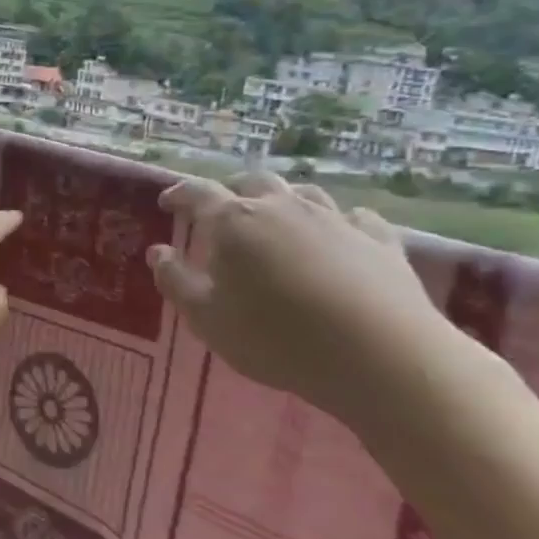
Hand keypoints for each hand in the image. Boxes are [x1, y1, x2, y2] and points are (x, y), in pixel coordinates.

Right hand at [148, 172, 457, 416]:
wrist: (380, 356)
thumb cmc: (275, 338)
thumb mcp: (206, 318)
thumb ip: (175, 281)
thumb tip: (158, 252)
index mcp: (233, 221)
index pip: (197, 192)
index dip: (179, 194)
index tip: (166, 202)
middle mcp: (282, 207)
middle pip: (252, 182)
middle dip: (231, 189)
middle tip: (220, 208)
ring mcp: (335, 219)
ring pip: (303, 193)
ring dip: (283, 200)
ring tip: (276, 218)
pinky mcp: (380, 241)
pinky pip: (354, 217)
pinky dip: (338, 221)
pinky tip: (339, 234)